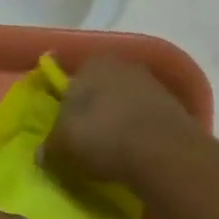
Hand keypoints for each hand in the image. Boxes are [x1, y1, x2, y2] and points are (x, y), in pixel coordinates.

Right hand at [44, 59, 195, 186]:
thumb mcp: (61, 145)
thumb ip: (49, 146)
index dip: (67, 108)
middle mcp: (124, 65)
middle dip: (95, 113)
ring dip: (119, 124)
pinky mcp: (174, 107)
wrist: (162, 151)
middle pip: (101, 91)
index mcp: (93, 63)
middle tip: (87, 144)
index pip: (73, 82)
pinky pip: (147, 120)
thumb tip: (43, 153)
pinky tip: (136, 155)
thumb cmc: (102, 136)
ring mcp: (153, 84)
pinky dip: (140, 134)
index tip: (66, 132)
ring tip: (112, 154)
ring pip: (126, 105)